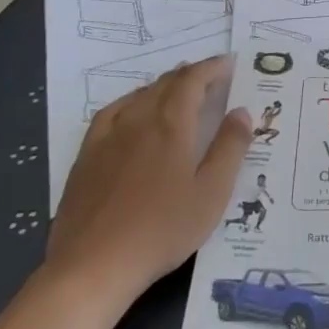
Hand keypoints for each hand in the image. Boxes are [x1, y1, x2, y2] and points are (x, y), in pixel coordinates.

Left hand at [45, 57, 252, 298]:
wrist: (93, 265)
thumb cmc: (162, 230)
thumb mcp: (211, 193)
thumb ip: (230, 148)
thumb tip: (241, 111)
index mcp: (171, 125)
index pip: (193, 81)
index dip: (211, 68)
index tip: (228, 63)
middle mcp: (138, 120)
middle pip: (165, 84)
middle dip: (190, 74)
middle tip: (209, 75)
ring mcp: (108, 137)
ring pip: (138, 95)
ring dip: (162, 85)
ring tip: (176, 87)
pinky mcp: (86, 157)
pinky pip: (111, 113)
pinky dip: (130, 101)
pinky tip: (131, 111)